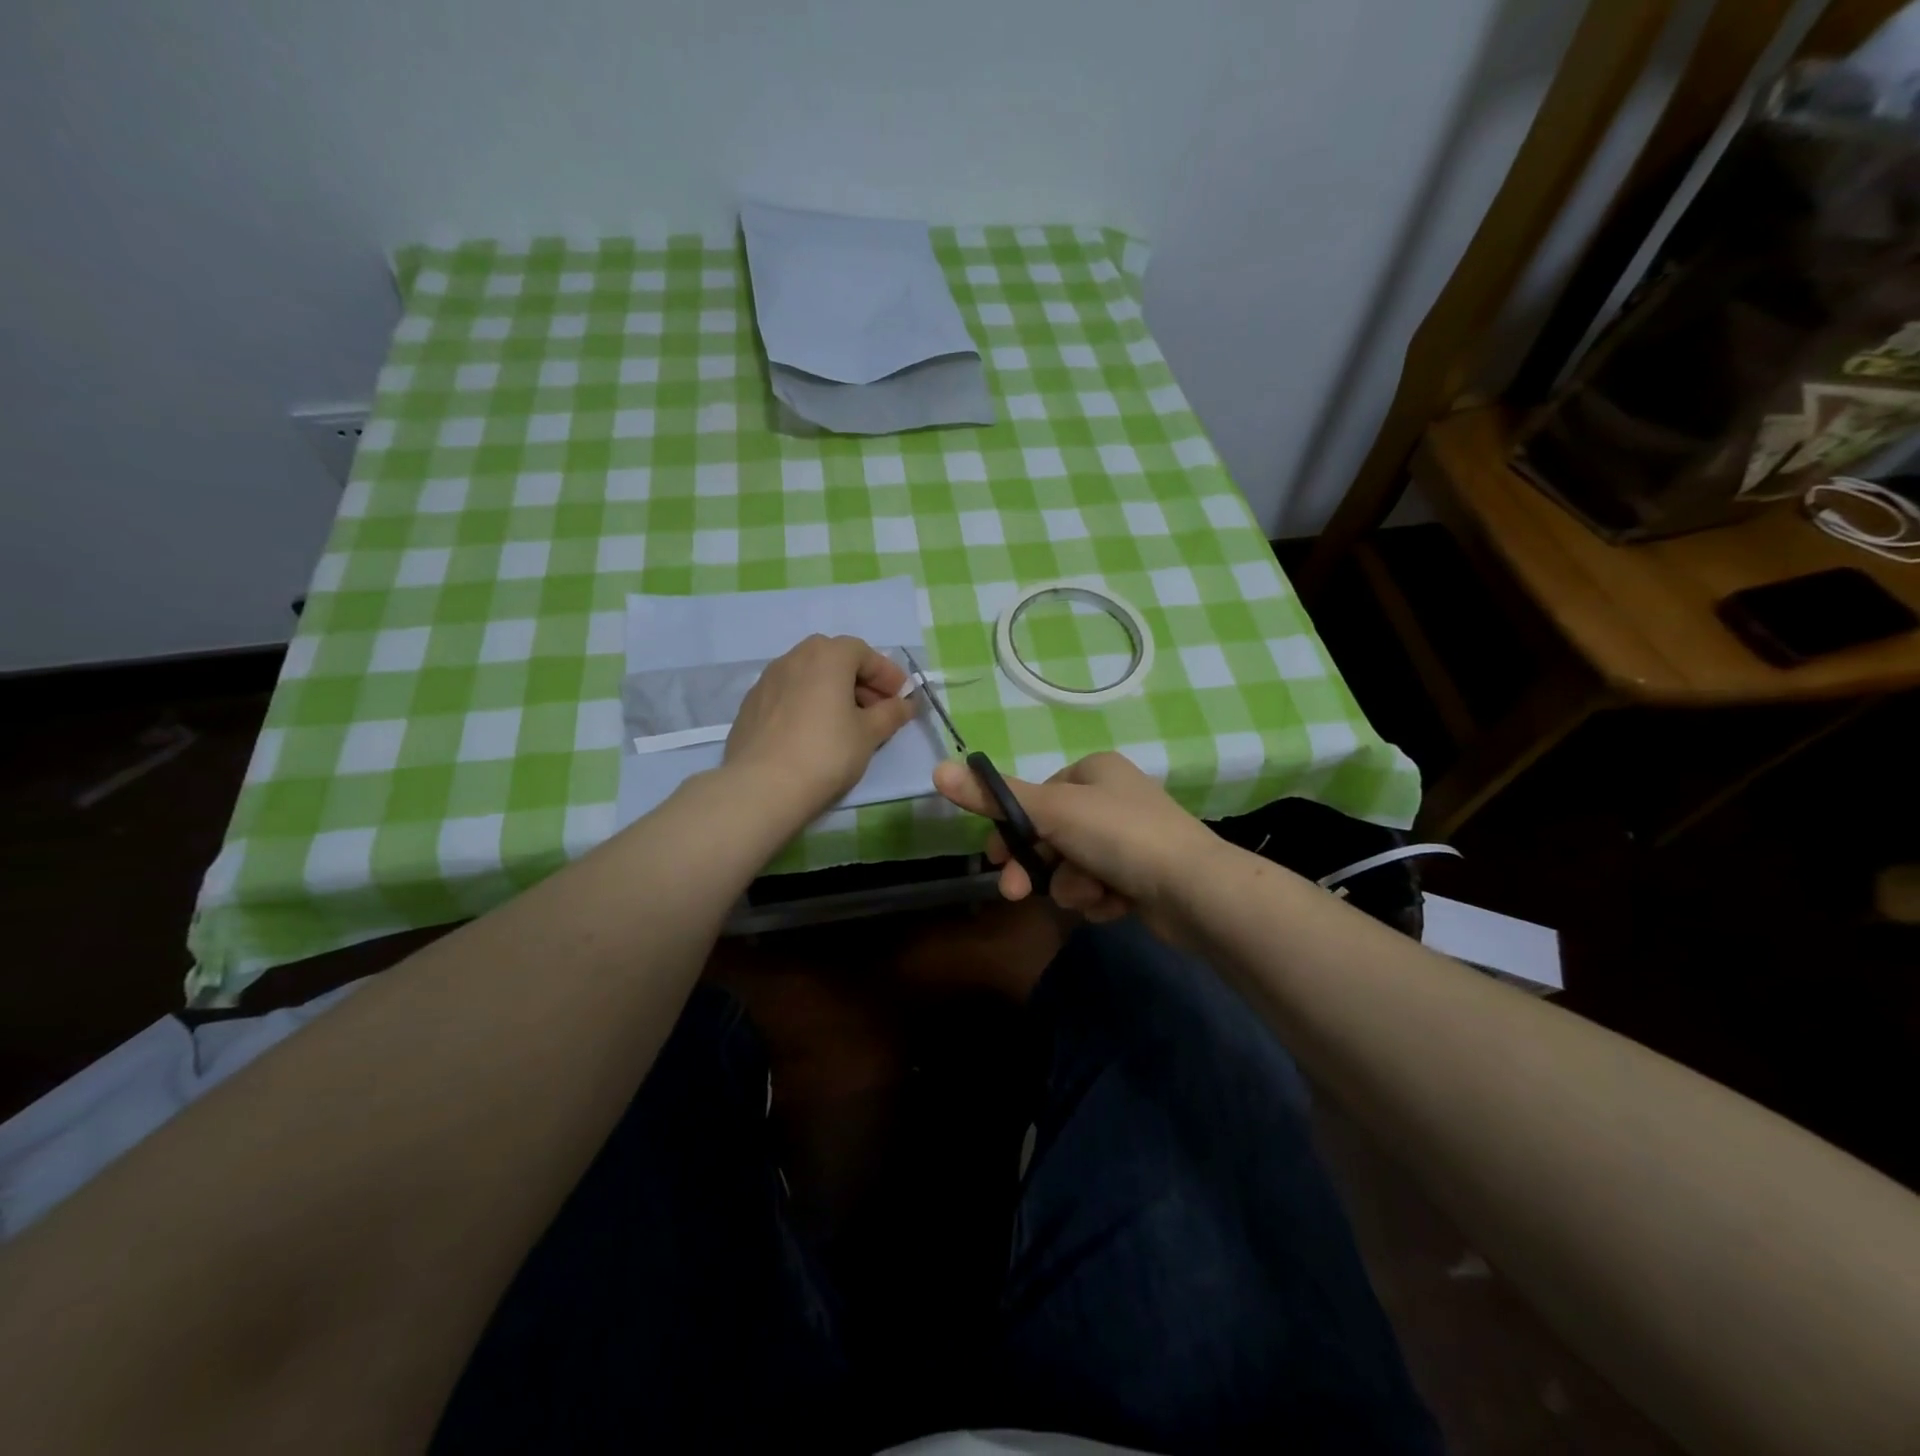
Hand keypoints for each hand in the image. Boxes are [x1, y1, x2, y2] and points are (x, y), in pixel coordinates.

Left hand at [725, 635, 917, 819]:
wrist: (762, 786)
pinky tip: (812, 733)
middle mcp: (794, 657)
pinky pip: (788, 694)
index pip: (864, 653)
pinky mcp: (750, 704)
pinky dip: (806, 703)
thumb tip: (905, 704)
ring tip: (844, 722)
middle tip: (875, 709)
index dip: (886, 674)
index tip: (900, 697)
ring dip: (831, 691)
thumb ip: (890, 714)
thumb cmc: (826, 753)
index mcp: (827, 656)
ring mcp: (767, 680)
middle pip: (834, 659)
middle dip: (858, 680)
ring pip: (808, 676)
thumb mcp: (869, 734)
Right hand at [932, 751, 1226, 940]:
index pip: (1037, 798)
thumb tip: (937, 772)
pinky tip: (1114, 904)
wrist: (1194, 889)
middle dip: (1039, 866)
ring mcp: (1131, 838)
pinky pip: (1100, 886)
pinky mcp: (1143, 875)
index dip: (1012, 829)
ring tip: (1091, 894)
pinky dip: (1099, 898)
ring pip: (1073, 865)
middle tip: (1018, 893)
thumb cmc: (1119, 836)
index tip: (994, 858)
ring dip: (1073, 885)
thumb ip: (995, 797)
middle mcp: (1113, 798)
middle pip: (1052, 834)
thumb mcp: (1052, 811)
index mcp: (1094, 770)